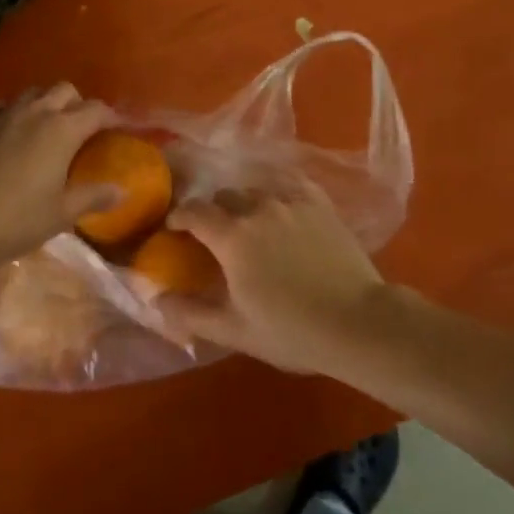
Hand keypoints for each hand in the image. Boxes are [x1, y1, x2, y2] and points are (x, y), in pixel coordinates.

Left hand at [0, 84, 118, 272]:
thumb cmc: (17, 220)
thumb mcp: (62, 214)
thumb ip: (93, 197)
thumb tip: (122, 190)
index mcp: (61, 130)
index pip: (95, 110)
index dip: (112, 115)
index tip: (119, 126)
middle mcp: (34, 113)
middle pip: (63, 90)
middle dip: (78, 103)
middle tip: (82, 128)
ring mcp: (1, 116)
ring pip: (31, 93)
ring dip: (45, 103)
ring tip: (47, 128)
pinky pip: (1, 108)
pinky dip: (14, 115)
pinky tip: (10, 135)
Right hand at [155, 187, 391, 375]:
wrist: (357, 322)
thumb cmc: (292, 331)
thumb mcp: (235, 330)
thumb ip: (191, 313)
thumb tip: (156, 298)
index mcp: (231, 236)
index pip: (193, 212)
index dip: (179, 217)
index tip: (174, 228)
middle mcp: (256, 207)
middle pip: (223, 197)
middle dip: (212, 211)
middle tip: (215, 234)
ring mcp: (290, 200)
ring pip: (254, 189)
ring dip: (243, 202)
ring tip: (249, 222)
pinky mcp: (318, 202)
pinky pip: (287, 183)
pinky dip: (275, 190)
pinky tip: (278, 203)